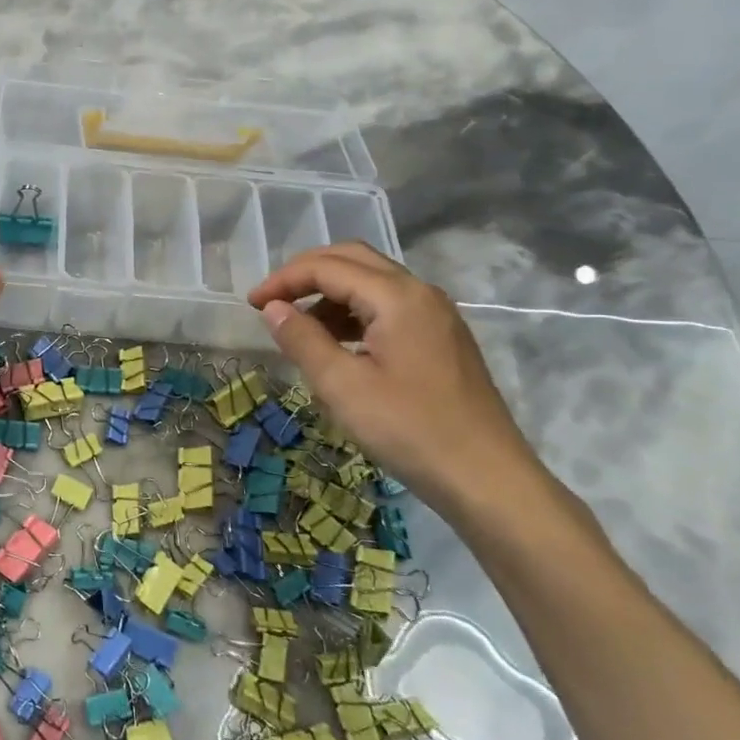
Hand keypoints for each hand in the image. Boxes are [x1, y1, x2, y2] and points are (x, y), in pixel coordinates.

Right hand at [248, 243, 544, 511]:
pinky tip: (337, 344)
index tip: (251, 305)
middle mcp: (421, 293)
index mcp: (398, 297)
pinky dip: (354, 312)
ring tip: (299, 327)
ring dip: (330, 293)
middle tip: (272, 302)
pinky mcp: (441, 338)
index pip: (328, 267)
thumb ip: (303, 339)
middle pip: (353, 260)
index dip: (284, 280)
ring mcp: (436, 315)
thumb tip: (274, 308)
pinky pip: (389, 306)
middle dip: (306, 274)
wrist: (487, 479)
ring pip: (372, 282)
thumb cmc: (409, 430)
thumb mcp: (342, 386)